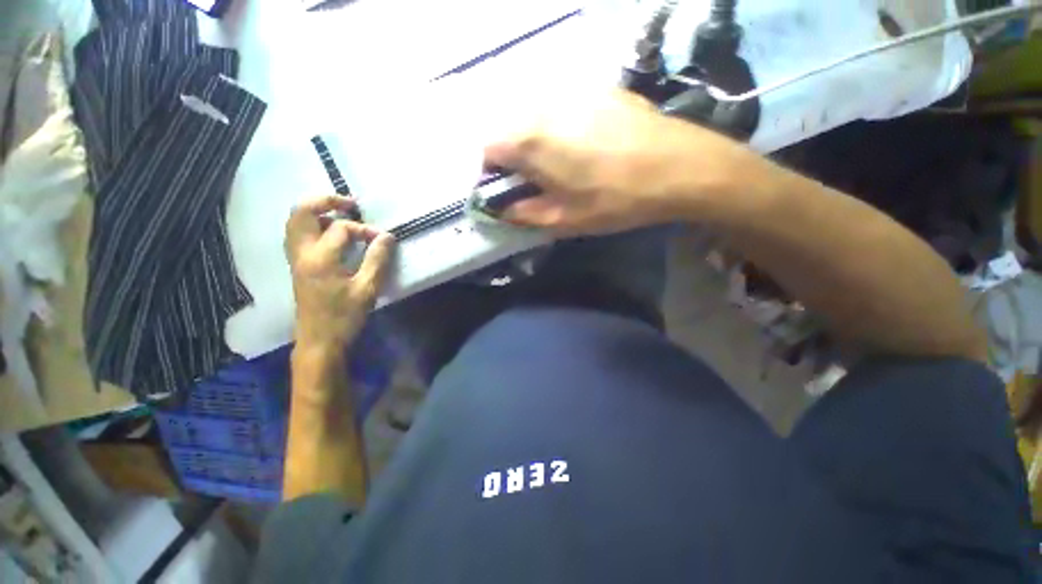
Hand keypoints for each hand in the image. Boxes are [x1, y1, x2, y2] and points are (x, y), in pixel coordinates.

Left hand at [285, 195, 394, 351]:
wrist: (319, 341)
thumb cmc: (344, 317)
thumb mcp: (368, 289)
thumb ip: (378, 260)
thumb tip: (388, 236)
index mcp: (320, 258)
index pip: (342, 230)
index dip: (365, 230)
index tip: (384, 239)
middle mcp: (302, 253)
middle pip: (301, 213)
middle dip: (325, 201)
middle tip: (350, 204)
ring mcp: (296, 260)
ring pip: (296, 223)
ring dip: (317, 213)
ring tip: (340, 215)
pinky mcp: (298, 267)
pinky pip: (298, 235)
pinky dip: (313, 227)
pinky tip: (331, 235)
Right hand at [485, 89, 740, 235]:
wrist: (679, 168)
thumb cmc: (615, 200)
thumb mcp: (565, 220)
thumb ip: (525, 214)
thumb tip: (502, 209)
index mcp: (531, 141)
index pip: (487, 149)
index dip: (490, 173)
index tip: (506, 189)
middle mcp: (544, 107)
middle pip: (510, 130)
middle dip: (513, 158)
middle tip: (535, 182)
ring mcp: (574, 92)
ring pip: (536, 117)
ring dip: (537, 142)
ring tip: (562, 165)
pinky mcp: (599, 89)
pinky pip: (565, 107)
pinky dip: (562, 127)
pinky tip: (587, 145)